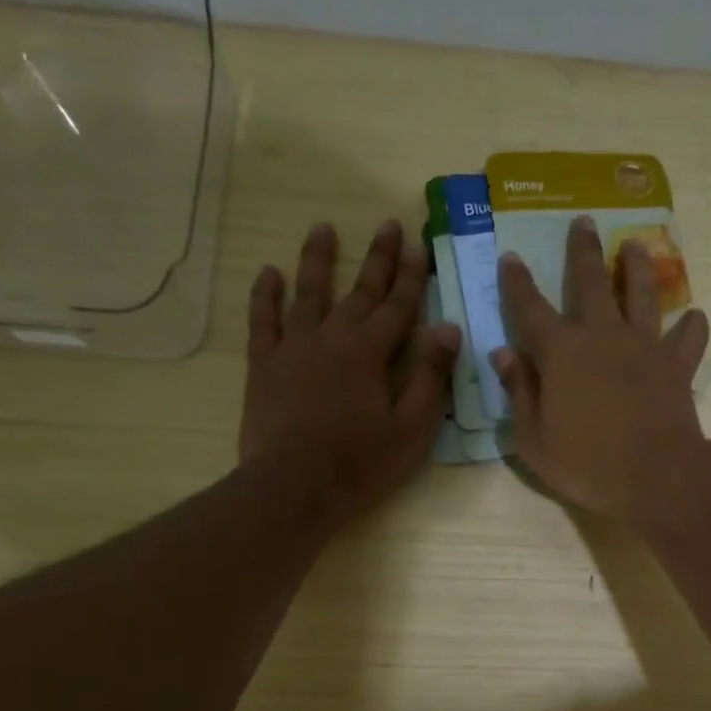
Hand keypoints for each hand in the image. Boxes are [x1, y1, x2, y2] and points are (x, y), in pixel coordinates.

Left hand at [241, 220, 459, 521]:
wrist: (294, 486)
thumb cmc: (361, 462)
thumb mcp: (411, 427)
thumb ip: (429, 375)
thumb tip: (448, 328)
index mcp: (370, 352)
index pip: (399, 306)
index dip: (413, 276)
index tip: (420, 245)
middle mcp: (332, 336)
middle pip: (360, 290)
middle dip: (378, 258)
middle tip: (388, 224)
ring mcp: (293, 346)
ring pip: (308, 292)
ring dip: (318, 259)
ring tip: (323, 228)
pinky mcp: (263, 363)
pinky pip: (263, 319)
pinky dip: (266, 295)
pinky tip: (269, 273)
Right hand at [493, 216, 710, 520]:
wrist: (655, 476)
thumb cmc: (586, 464)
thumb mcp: (534, 439)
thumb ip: (519, 392)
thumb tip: (503, 354)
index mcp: (562, 353)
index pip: (531, 308)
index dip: (518, 283)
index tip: (511, 256)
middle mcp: (604, 337)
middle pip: (592, 283)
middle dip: (584, 251)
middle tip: (585, 222)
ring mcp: (645, 347)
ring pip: (643, 294)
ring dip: (638, 268)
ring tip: (637, 245)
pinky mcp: (677, 366)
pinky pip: (689, 339)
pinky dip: (692, 327)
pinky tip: (694, 318)